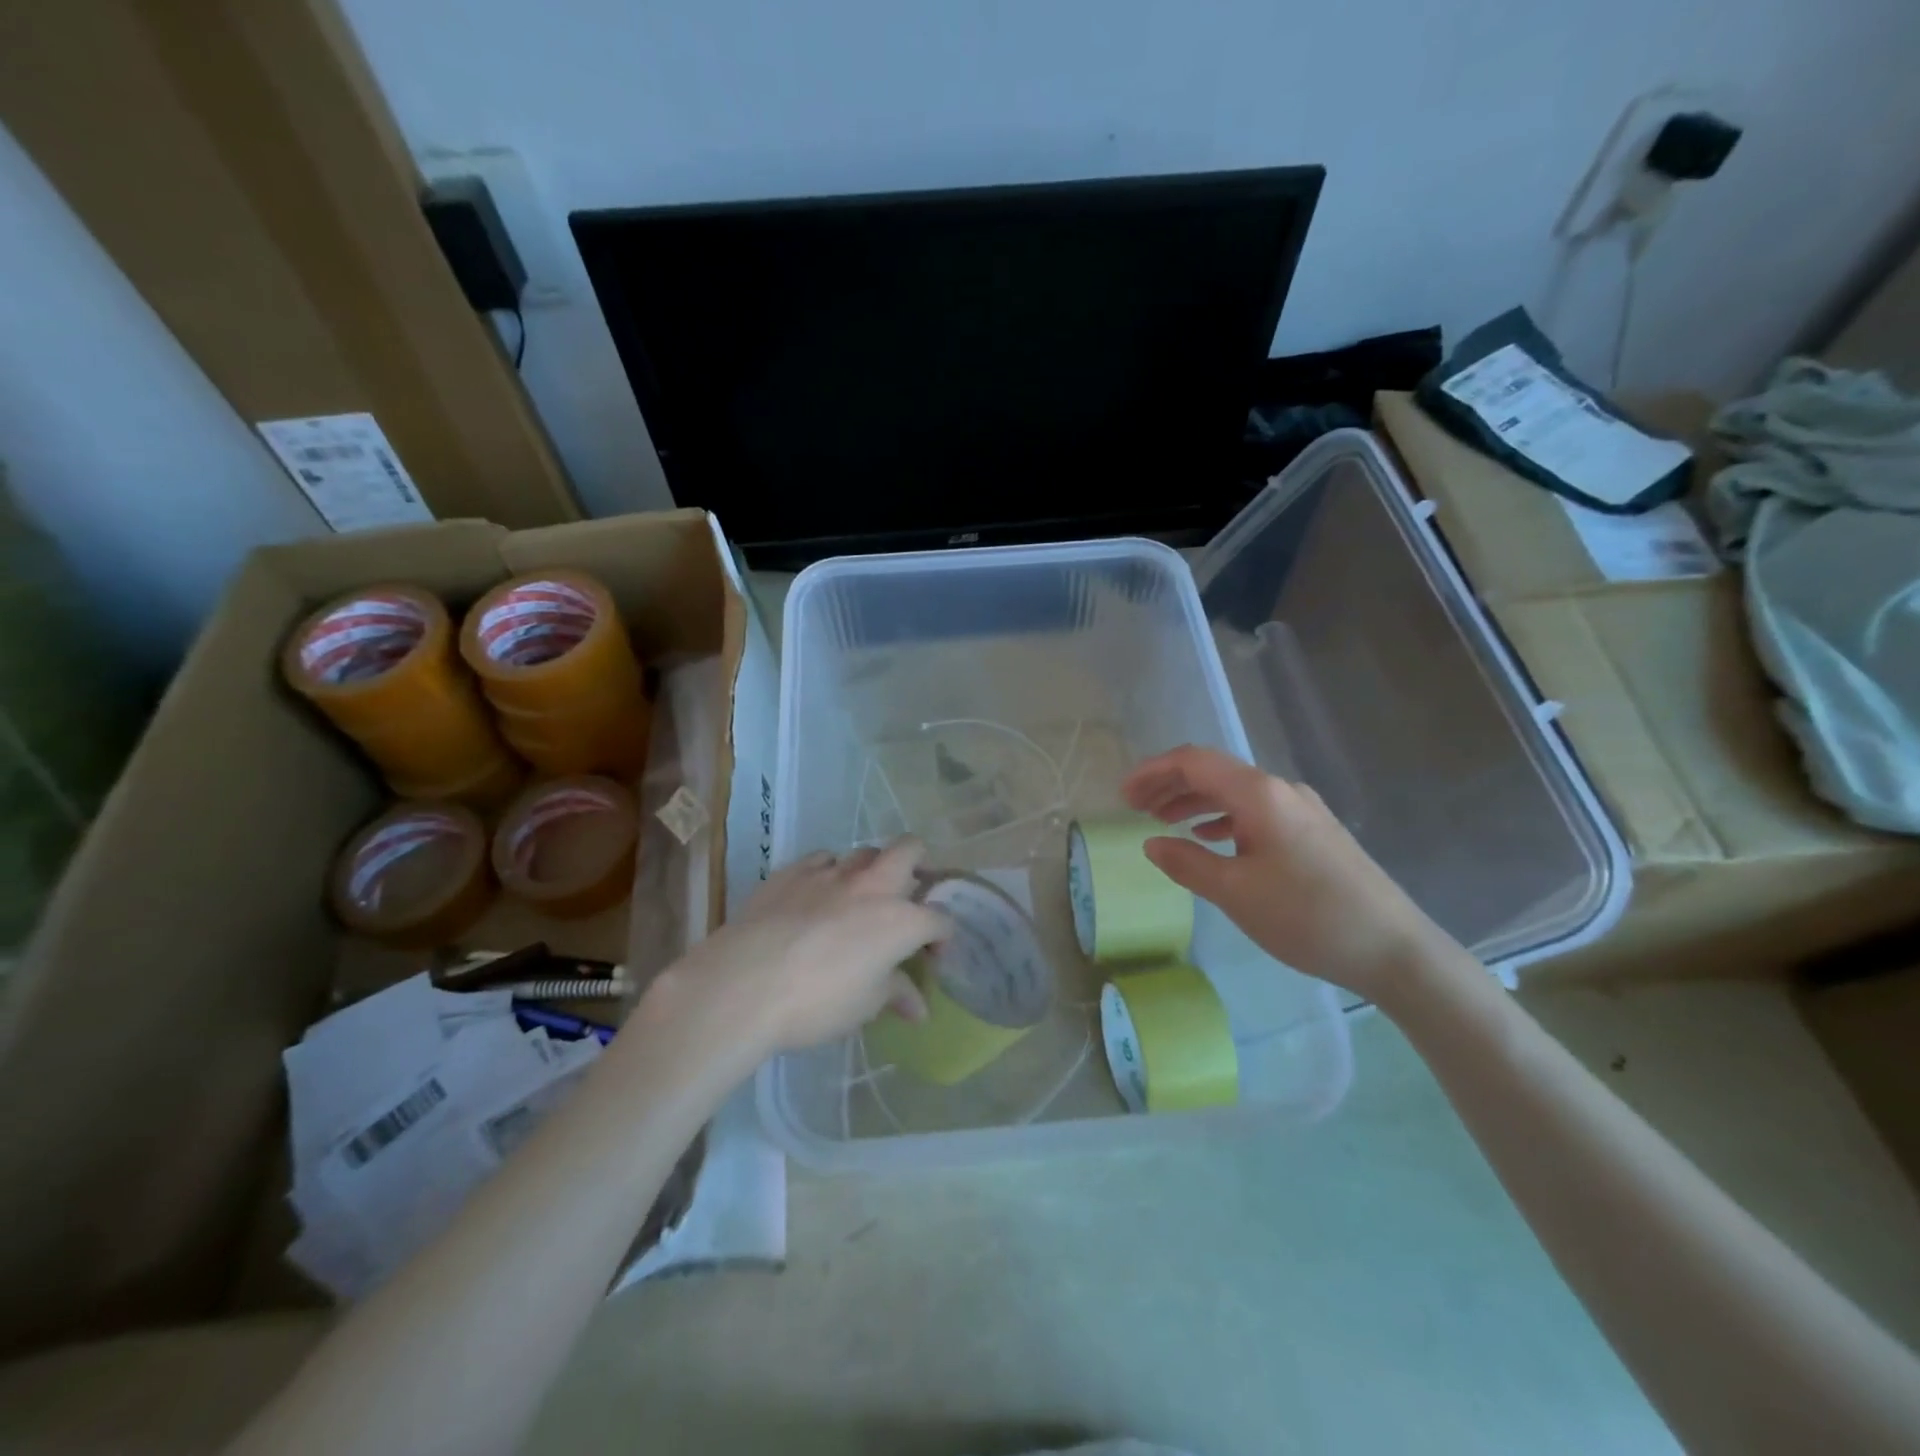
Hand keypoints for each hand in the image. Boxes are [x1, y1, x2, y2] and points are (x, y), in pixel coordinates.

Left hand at [637, 839, 950, 1071]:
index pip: (940, 918)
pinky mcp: (792, 871)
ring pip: (865, 851)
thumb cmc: (816, 1002)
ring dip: (872, 869)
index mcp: (900, 920)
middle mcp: (872, 885)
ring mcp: (831, 872)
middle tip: (909, 895)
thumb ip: (896, 995)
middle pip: (911, 849)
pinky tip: (817, 895)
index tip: (932, 955)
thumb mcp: (864, 1006)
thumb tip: (919, 1007)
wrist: (743, 985)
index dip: (943, 936)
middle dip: (920, 865)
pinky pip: (822, 860)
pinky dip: (829, 873)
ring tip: (861, 896)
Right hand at [1123, 746, 1446, 1000]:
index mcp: (1259, 794)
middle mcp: (1280, 790)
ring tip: (1162, 822)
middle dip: (1169, 784)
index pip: (1194, 762)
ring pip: (1234, 792)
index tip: (1122, 795)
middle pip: (1214, 772)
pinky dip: (1222, 818)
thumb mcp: (1235, 892)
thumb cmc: (1307, 917)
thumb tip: (1151, 844)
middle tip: (1133, 807)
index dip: (1153, 772)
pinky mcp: (1313, 831)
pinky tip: (1209, 838)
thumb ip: (1186, 863)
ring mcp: (1301, 809)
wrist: (1394, 949)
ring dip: (1194, 802)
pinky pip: (1255, 811)